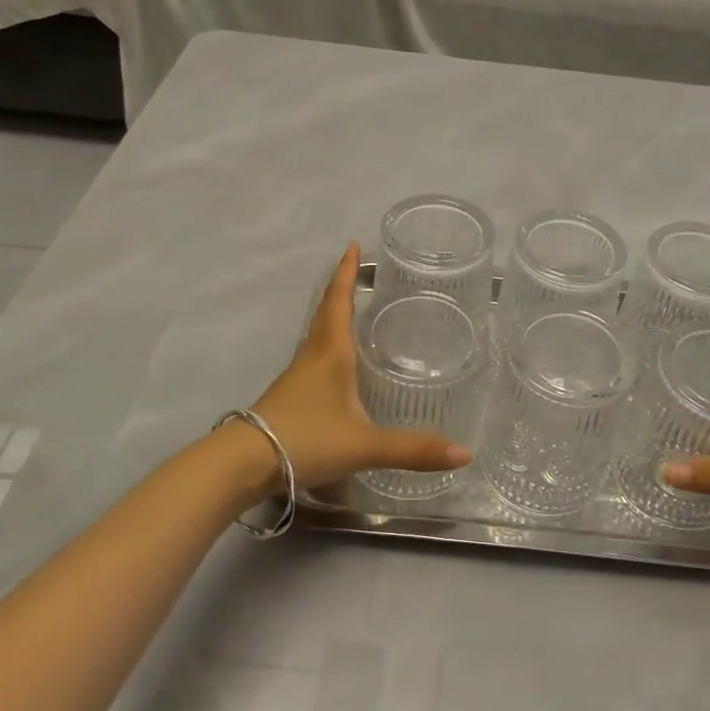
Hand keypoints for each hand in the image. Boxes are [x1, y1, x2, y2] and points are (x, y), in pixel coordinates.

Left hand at [245, 243, 472, 491]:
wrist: (245, 464)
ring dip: (332, 316)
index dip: (346, 273)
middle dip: (340, 289)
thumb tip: (465, 453)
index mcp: (331, 353)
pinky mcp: (290, 397)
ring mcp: (297, 377)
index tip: (352, 245)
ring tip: (352, 310)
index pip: (339, 302)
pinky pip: (313, 358)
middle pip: (325, 313)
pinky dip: (327, 346)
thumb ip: (413, 449)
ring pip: (317, 335)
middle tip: (356, 271)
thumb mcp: (364, 445)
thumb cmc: (305, 440)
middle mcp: (312, 356)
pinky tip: (338, 364)